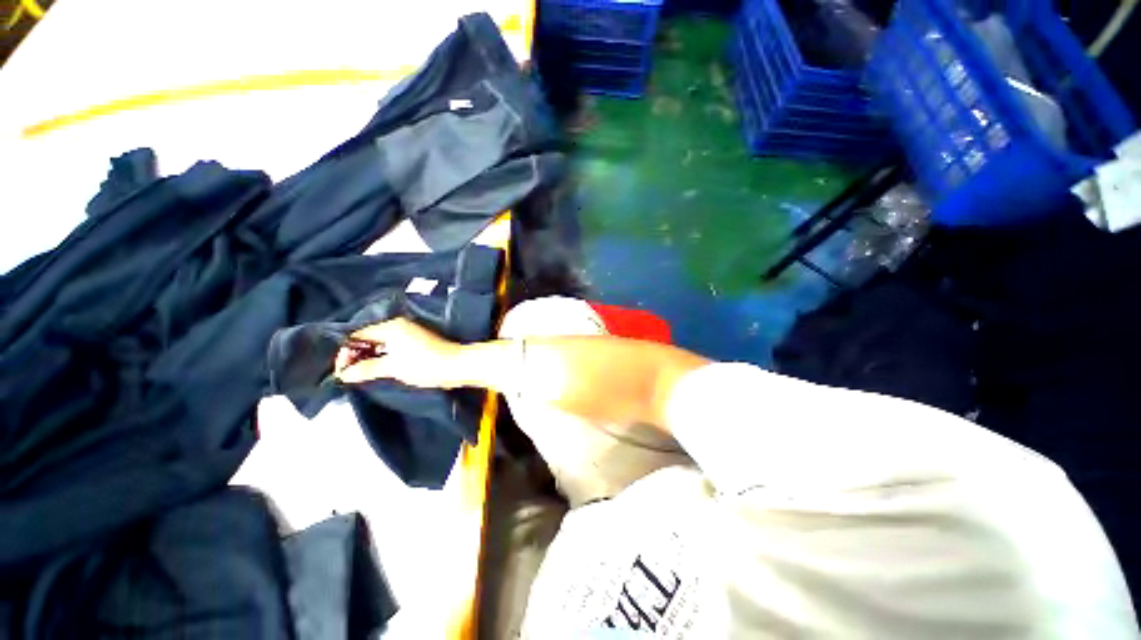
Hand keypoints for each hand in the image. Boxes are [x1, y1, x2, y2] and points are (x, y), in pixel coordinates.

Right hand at [335, 318, 461, 388]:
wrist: (456, 365)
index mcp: (391, 326)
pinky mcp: (416, 341)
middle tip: (348, 374)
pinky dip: (383, 356)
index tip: (340, 370)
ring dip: (370, 357)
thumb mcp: (392, 368)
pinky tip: (377, 369)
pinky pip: (392, 346)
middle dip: (357, 355)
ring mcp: (409, 333)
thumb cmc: (425, 364)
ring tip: (359, 374)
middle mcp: (399, 325)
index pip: (358, 334)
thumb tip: (344, 374)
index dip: (346, 351)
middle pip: (369, 337)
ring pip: (381, 343)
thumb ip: (366, 369)